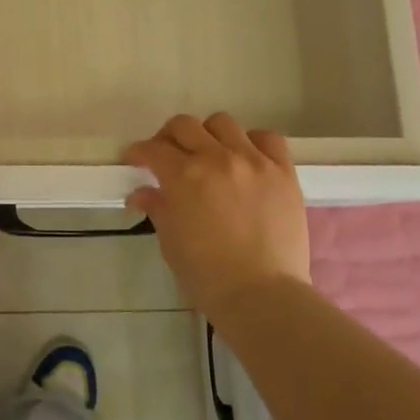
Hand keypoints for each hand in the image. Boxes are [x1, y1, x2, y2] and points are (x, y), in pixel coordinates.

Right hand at [125, 112, 310, 317]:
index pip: (153, 149)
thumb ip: (157, 208)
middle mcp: (216, 158)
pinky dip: (253, 142)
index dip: (139, 152)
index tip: (136, 160)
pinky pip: (268, 139)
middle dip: (168, 137)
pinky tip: (248, 159)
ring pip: (223, 123)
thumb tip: (142, 194)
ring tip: (210, 155)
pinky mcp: (283, 172)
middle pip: (185, 125)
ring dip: (209, 135)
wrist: (262, 296)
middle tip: (168, 155)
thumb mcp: (170, 241)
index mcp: (183, 175)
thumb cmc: (207, 275)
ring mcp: (253, 161)